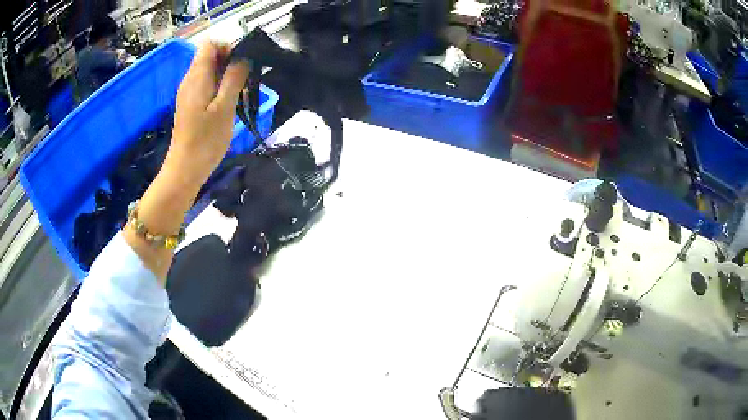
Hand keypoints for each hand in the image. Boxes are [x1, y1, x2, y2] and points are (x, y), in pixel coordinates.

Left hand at [166, 41, 249, 185]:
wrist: (185, 170)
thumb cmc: (205, 140)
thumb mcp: (225, 107)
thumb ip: (234, 78)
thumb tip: (243, 57)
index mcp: (197, 77)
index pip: (210, 45)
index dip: (227, 48)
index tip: (241, 64)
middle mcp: (189, 80)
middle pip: (209, 56)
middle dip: (228, 62)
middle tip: (242, 81)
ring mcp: (187, 93)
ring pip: (207, 71)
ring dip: (224, 76)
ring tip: (236, 94)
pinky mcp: (188, 105)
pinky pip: (204, 85)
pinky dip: (217, 87)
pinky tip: (225, 105)